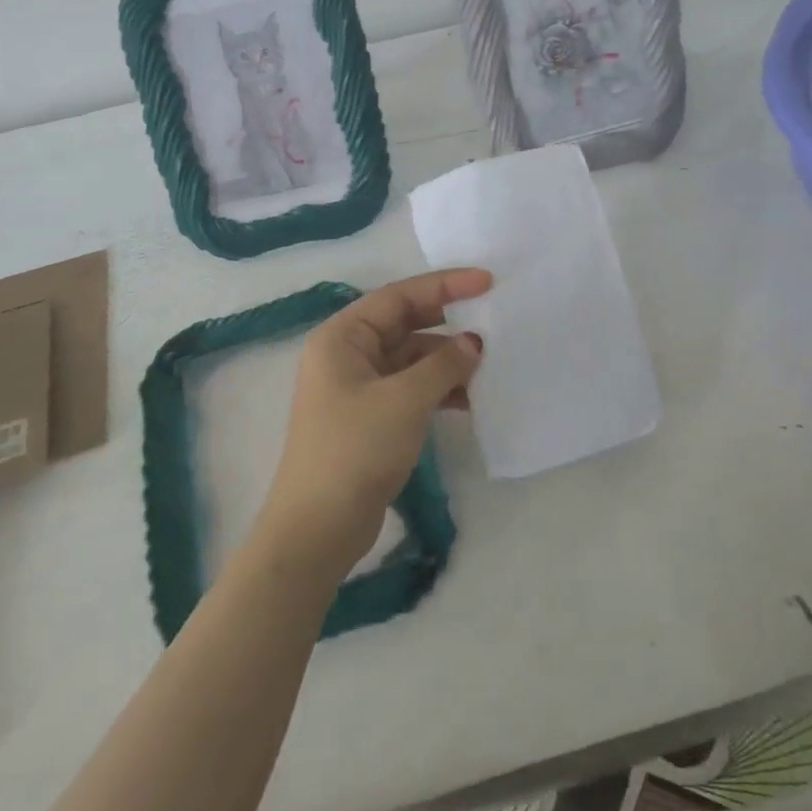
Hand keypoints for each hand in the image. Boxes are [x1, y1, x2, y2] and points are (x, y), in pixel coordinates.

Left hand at [258, 269, 489, 578]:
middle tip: (493, 319)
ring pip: (410, 360)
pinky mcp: (369, 418)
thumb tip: (473, 342)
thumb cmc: (355, 449)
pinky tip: (469, 400)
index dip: (444, 285)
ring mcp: (356, 388)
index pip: (398, 296)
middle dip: (447, 323)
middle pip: (404, 324)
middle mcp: (346, 355)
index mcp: (342, 337)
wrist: (318, 528)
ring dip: (446, 362)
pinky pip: (409, 389)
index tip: (487, 282)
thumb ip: (443, 365)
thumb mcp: (405, 400)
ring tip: (488, 367)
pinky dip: (438, 390)